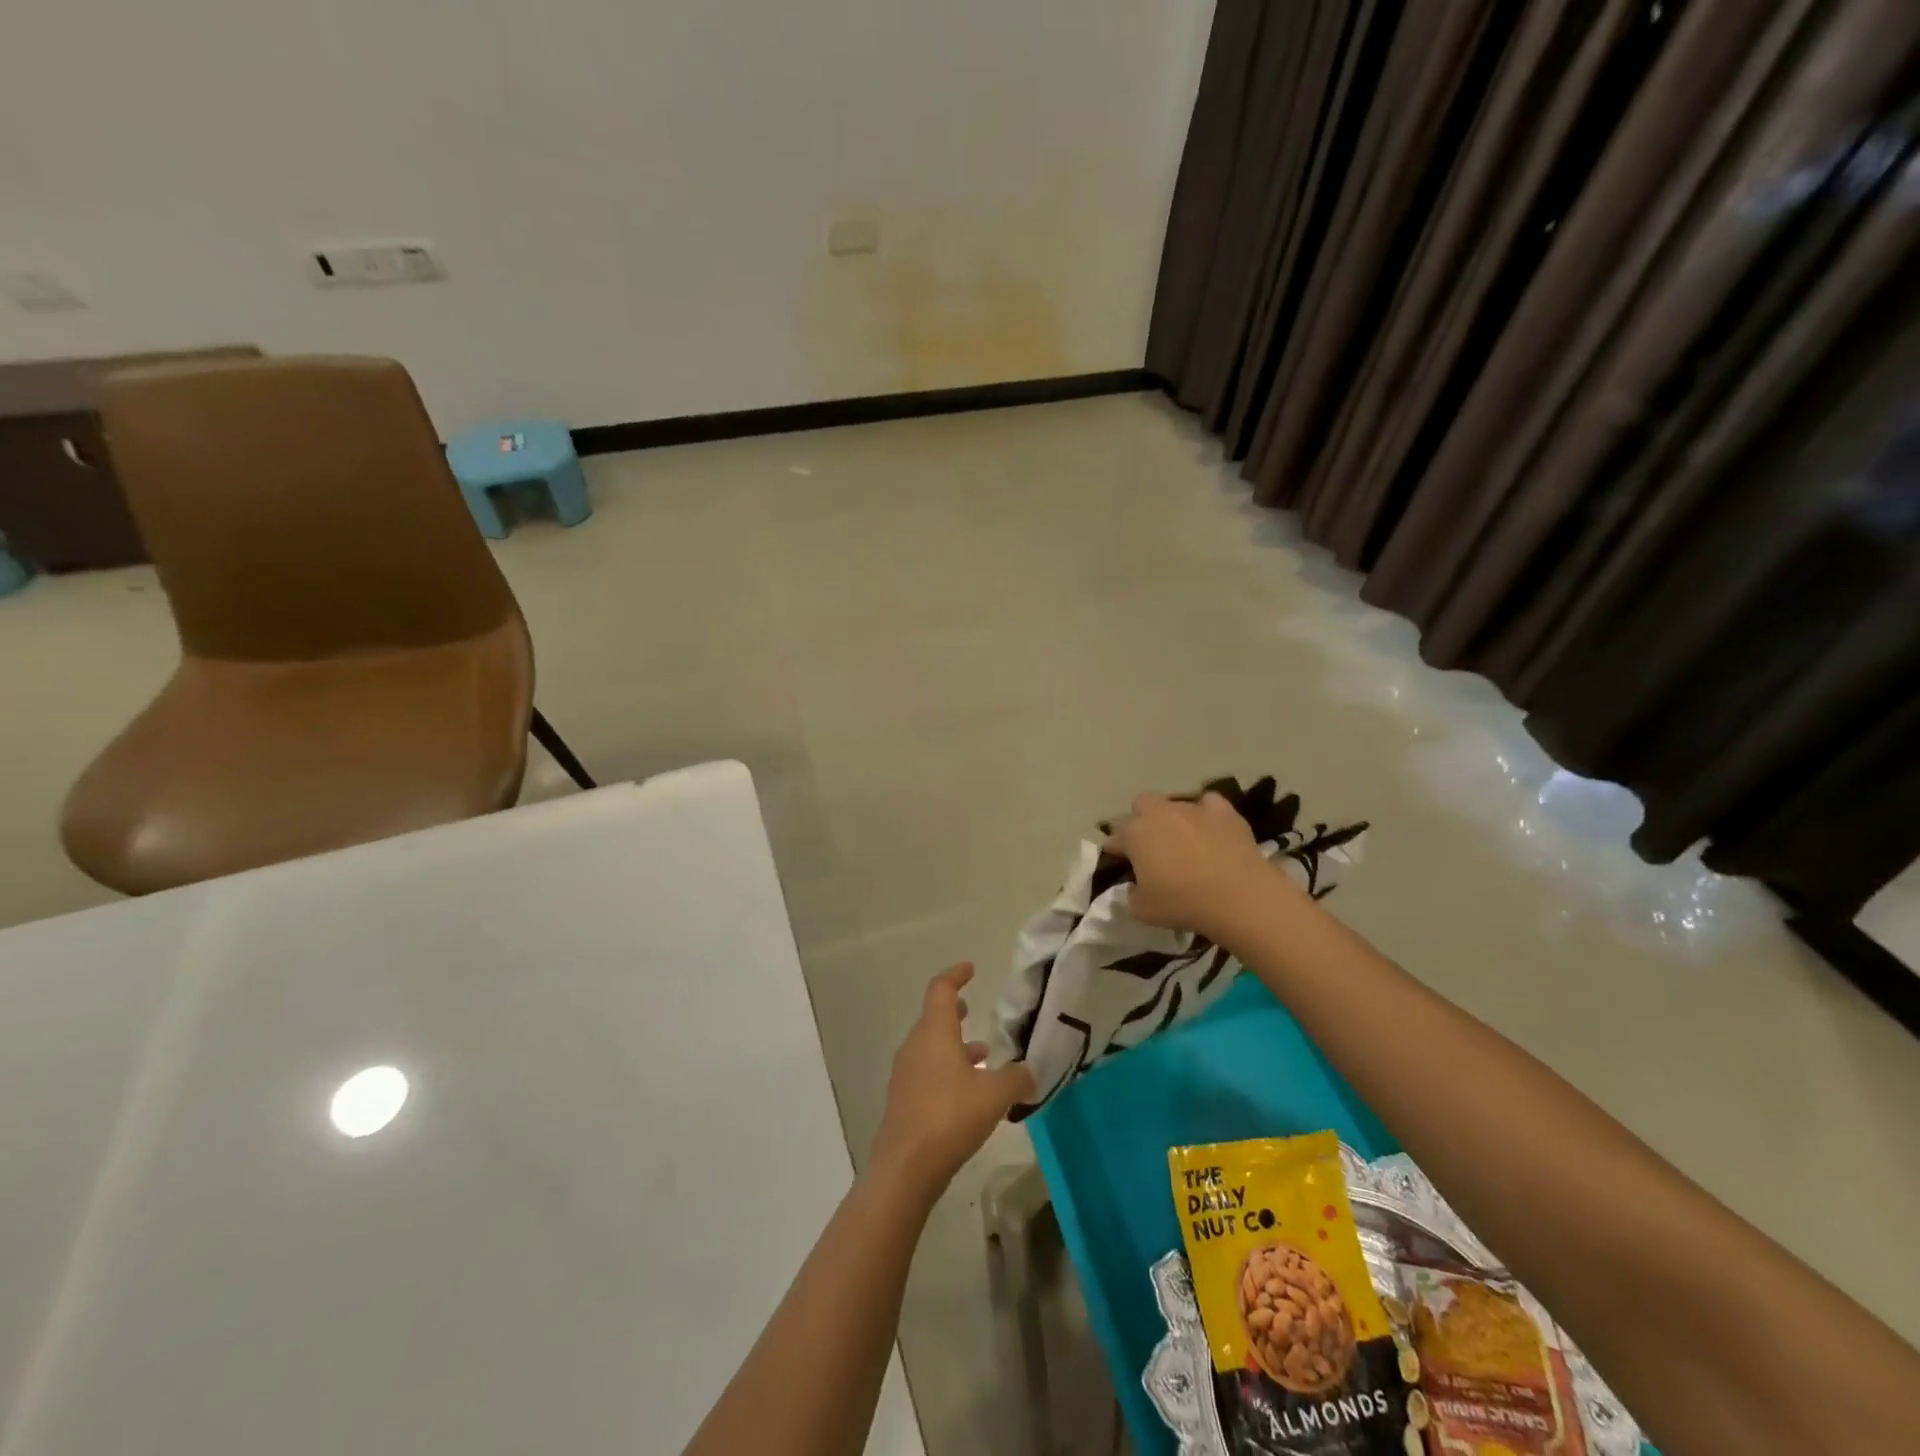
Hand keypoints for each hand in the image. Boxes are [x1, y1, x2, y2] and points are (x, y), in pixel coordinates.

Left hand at [869, 964, 1033, 1204]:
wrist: (906, 1167)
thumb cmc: (950, 1116)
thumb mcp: (995, 1095)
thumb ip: (1016, 1078)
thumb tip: (1031, 1071)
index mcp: (934, 1032)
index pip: (941, 989)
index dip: (956, 975)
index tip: (971, 969)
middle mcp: (915, 1046)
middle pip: (932, 1018)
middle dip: (952, 1011)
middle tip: (970, 1007)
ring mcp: (905, 1074)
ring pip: (930, 1047)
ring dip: (953, 1045)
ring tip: (981, 1055)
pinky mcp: (904, 1101)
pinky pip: (927, 1072)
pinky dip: (946, 1070)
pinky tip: (967, 1092)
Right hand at [1105, 792, 1286, 937]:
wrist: (1237, 895)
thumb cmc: (1182, 903)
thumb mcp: (1142, 911)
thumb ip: (1131, 895)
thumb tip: (1136, 887)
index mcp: (1134, 834)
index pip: (1114, 837)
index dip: (1115, 850)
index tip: (1121, 864)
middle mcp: (1159, 813)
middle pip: (1141, 805)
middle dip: (1142, 820)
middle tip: (1152, 846)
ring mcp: (1192, 808)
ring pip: (1175, 804)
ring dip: (1175, 819)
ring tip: (1186, 842)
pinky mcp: (1222, 811)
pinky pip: (1209, 803)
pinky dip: (1207, 814)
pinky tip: (1211, 829)